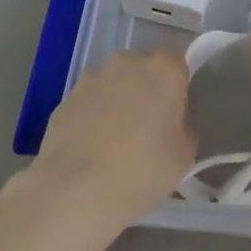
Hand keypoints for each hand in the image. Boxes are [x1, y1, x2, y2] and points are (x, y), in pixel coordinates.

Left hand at [31, 49, 194, 226]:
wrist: (75, 190)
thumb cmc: (142, 170)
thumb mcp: (184, 155)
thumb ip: (184, 128)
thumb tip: (174, 123)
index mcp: (164, 69)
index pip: (178, 60)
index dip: (179, 82)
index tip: (177, 109)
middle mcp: (128, 62)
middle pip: (144, 67)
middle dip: (148, 88)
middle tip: (149, 124)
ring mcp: (93, 77)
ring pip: (114, 82)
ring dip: (118, 99)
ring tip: (116, 138)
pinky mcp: (66, 97)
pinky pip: (90, 100)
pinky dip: (93, 114)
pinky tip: (92, 146)